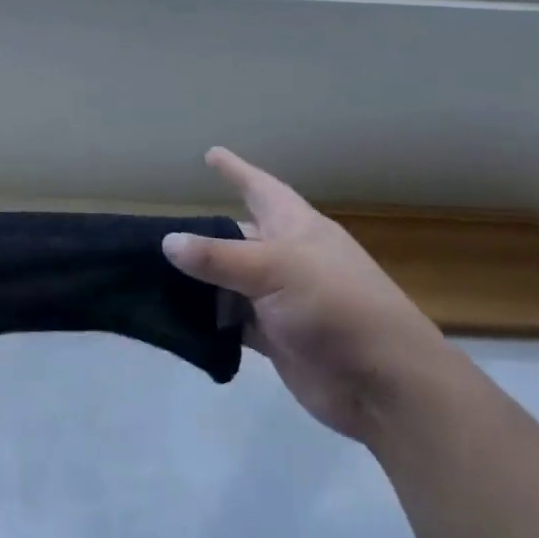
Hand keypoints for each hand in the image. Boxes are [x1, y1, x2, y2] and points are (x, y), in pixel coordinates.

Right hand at [163, 148, 453, 442]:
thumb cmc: (335, 306)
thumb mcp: (274, 269)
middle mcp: (288, 258)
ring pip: (229, 281)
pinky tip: (176, 315)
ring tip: (153, 272)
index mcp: (296, 227)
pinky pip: (232, 320)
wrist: (384, 383)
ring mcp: (281, 300)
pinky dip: (208, 319)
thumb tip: (168, 241)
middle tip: (159, 230)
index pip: (260, 188)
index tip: (210, 153)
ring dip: (199, 280)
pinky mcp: (275, 337)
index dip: (236, 171)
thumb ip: (218, 258)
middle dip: (204, 233)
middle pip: (237, 236)